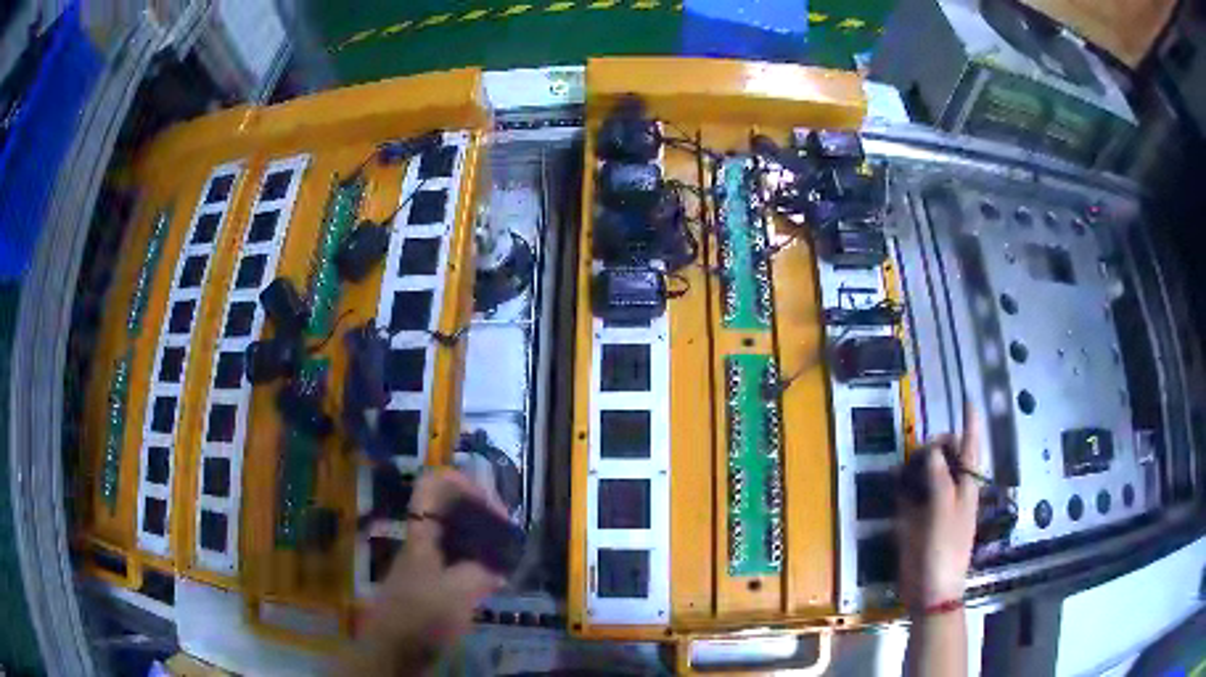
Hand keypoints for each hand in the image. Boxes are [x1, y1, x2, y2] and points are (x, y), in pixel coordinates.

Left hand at [343, 469, 504, 673]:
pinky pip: (457, 561)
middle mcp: (422, 541)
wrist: (393, 651)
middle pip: (447, 508)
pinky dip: (478, 563)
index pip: (432, 485)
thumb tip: (500, 567)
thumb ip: (482, 572)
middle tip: (507, 530)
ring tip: (507, 554)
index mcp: (421, 533)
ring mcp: (425, 563)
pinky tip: (496, 580)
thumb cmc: (420, 615)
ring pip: (454, 535)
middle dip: (478, 511)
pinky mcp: (431, 585)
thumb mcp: (457, 592)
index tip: (490, 502)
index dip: (461, 482)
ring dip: (480, 538)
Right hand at [898, 403, 980, 609]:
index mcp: (967, 486)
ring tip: (904, 465)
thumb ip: (940, 479)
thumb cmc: (945, 550)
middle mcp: (953, 490)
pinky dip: (904, 484)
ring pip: (928, 473)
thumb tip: (931, 451)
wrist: (932, 589)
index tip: (967, 400)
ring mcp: (935, 505)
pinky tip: (895, 482)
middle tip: (918, 452)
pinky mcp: (918, 520)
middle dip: (936, 444)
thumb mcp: (945, 512)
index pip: (971, 447)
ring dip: (917, 463)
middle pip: (947, 456)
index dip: (970, 423)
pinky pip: (912, 493)